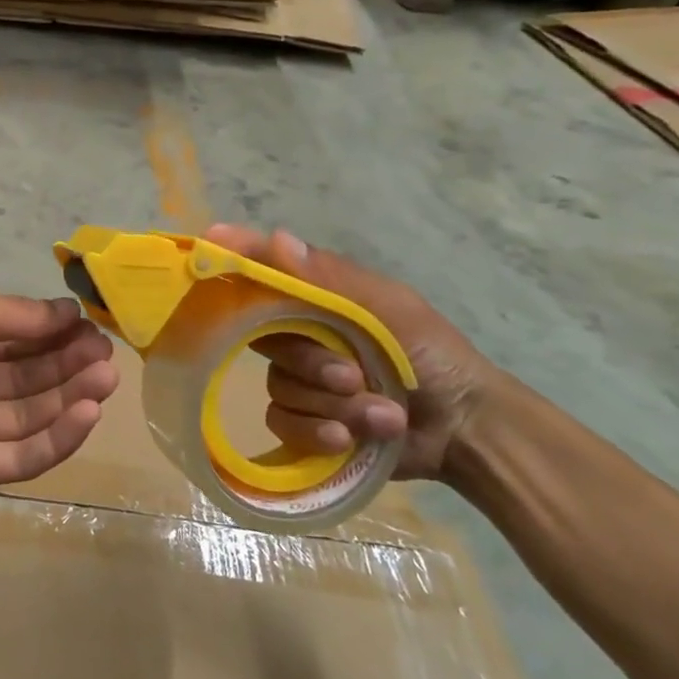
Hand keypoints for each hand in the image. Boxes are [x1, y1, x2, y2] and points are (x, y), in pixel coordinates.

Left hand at [0, 290, 118, 509]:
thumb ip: (12, 316)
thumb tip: (67, 312)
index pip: (13, 336)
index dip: (52, 333)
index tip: (91, 329)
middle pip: (25, 375)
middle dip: (67, 364)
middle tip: (108, 357)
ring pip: (27, 414)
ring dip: (69, 398)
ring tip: (107, 381)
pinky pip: (17, 456)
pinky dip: (55, 437)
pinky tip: (86, 415)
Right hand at [203, 225, 503, 480]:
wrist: (467, 429)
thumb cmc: (432, 355)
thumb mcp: (388, 309)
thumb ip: (330, 279)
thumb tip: (275, 237)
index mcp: (318, 302)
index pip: (264, 276)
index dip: (236, 260)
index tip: (211, 243)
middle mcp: (300, 336)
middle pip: (264, 340)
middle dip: (311, 363)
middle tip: (353, 376)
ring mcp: (301, 382)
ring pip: (278, 387)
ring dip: (331, 405)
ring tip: (380, 414)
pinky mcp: (304, 424)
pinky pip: (282, 423)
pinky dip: (319, 433)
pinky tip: (351, 440)